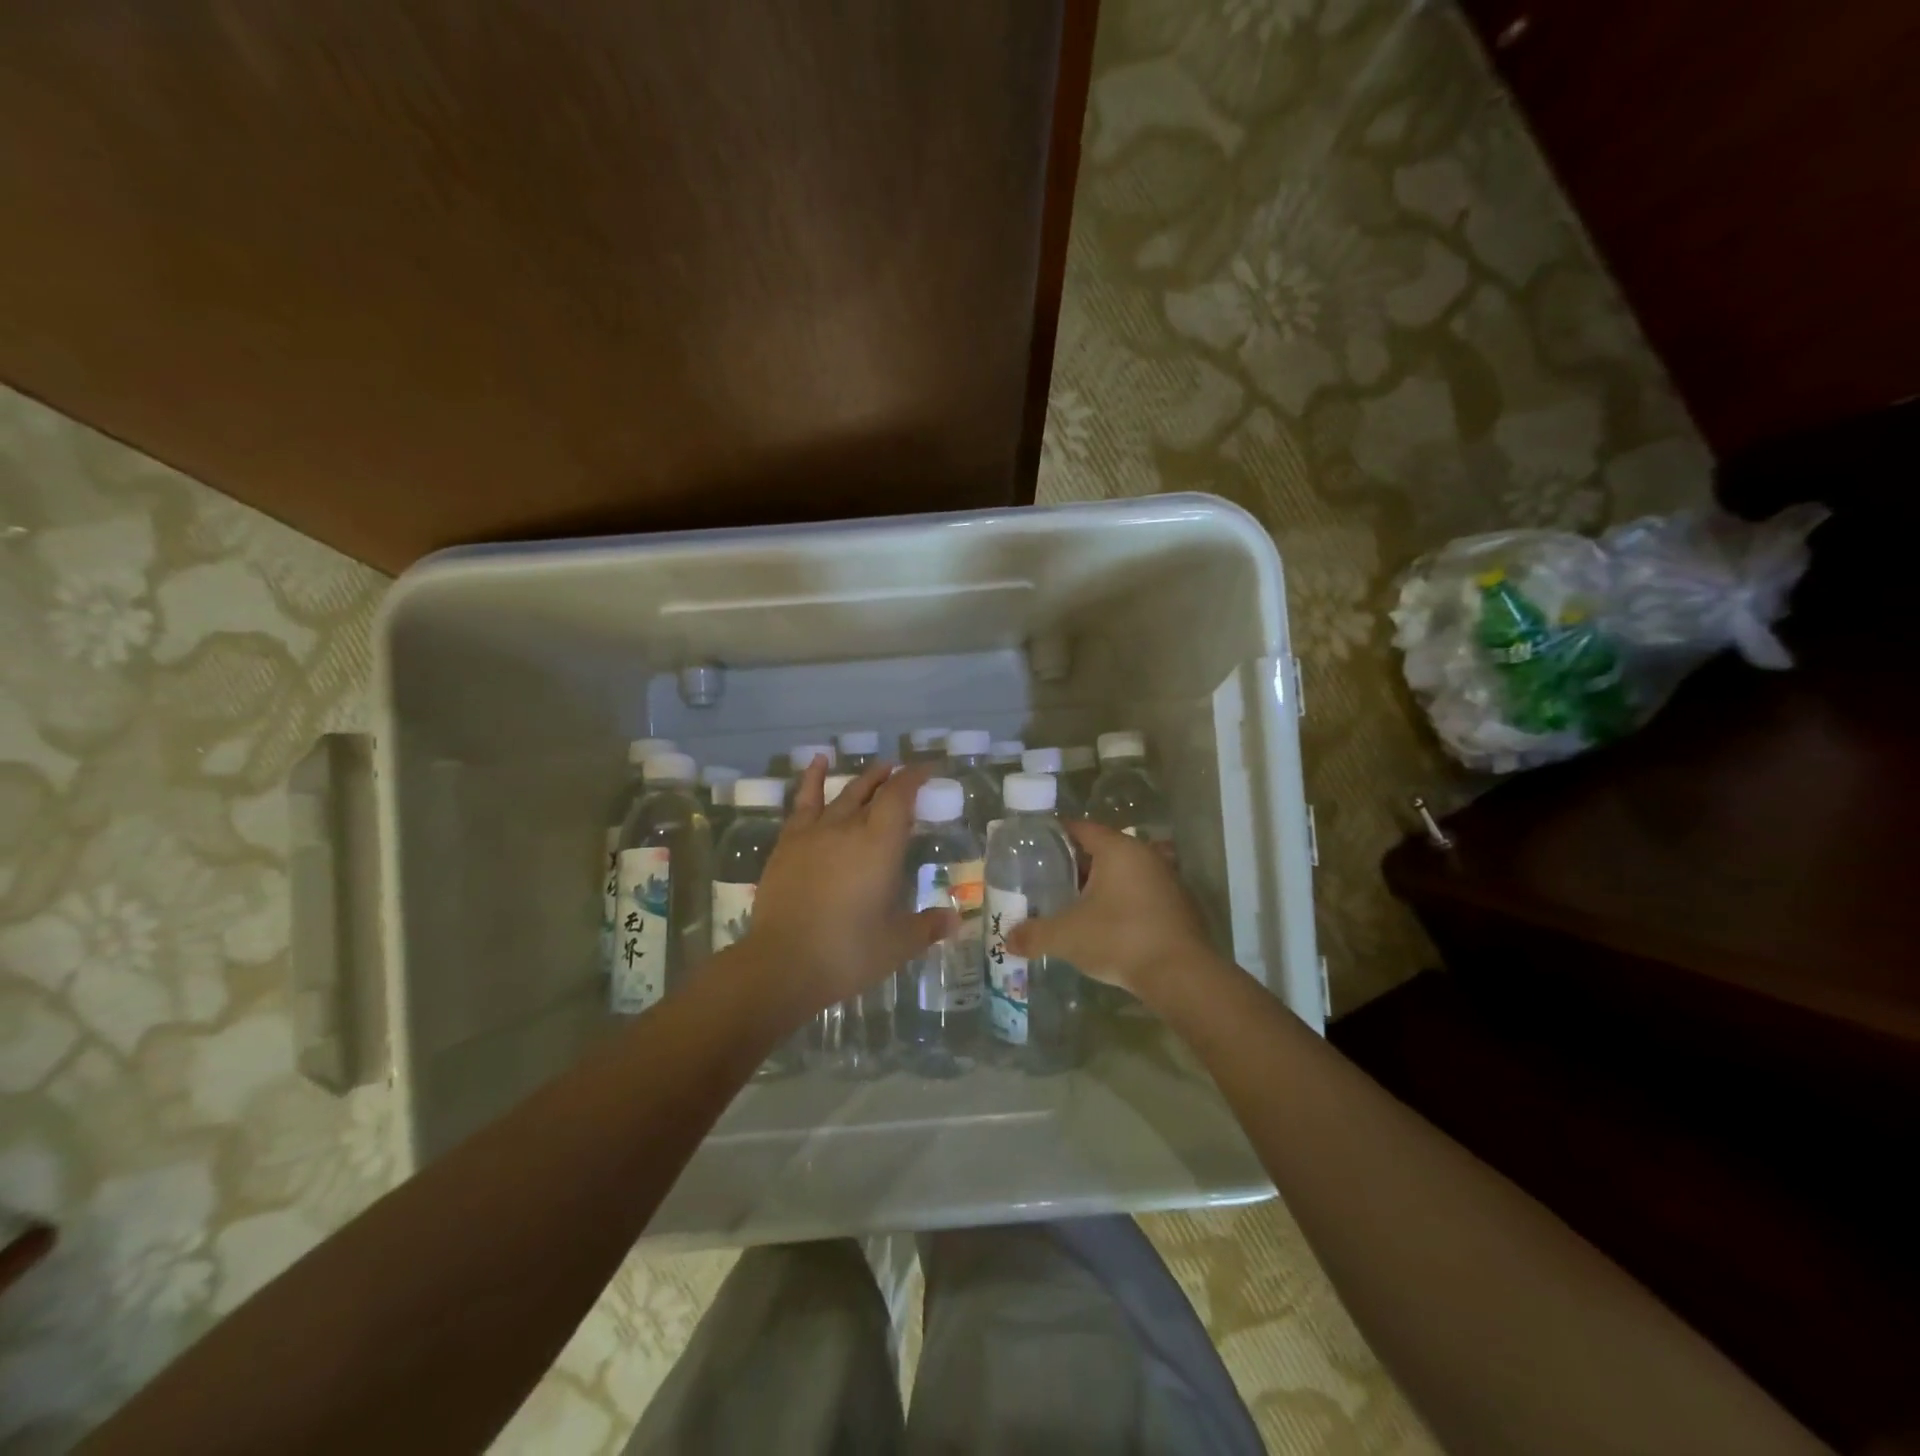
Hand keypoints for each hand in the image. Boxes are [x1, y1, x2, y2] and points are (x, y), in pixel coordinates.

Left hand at [741, 759, 955, 1017]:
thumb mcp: (897, 943)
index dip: (915, 778)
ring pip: (842, 794)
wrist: (783, 964)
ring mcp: (814, 833)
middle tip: (903, 773)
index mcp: (880, 844)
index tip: (927, 771)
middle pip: (873, 792)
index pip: (900, 796)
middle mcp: (848, 827)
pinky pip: (803, 802)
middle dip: (891, 779)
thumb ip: (927, 926)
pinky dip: (812, 780)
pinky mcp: (787, 844)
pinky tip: (817, 763)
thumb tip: (956, 921)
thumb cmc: (848, 953)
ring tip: (877, 768)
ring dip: (862, 780)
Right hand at [1003, 821, 1213, 998]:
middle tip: (1047, 879)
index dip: (1055, 835)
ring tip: (1072, 903)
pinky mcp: (1178, 905)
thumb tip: (1008, 939)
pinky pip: (1140, 894)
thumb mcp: (1066, 936)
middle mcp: (1145, 855)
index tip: (1034, 847)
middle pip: (1102, 850)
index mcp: (1118, 848)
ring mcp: (1166, 879)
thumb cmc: (1120, 939)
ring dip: (1099, 885)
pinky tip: (1105, 925)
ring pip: (1123, 873)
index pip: (1081, 828)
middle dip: (1074, 864)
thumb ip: (1034, 934)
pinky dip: (1121, 902)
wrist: (1181, 975)